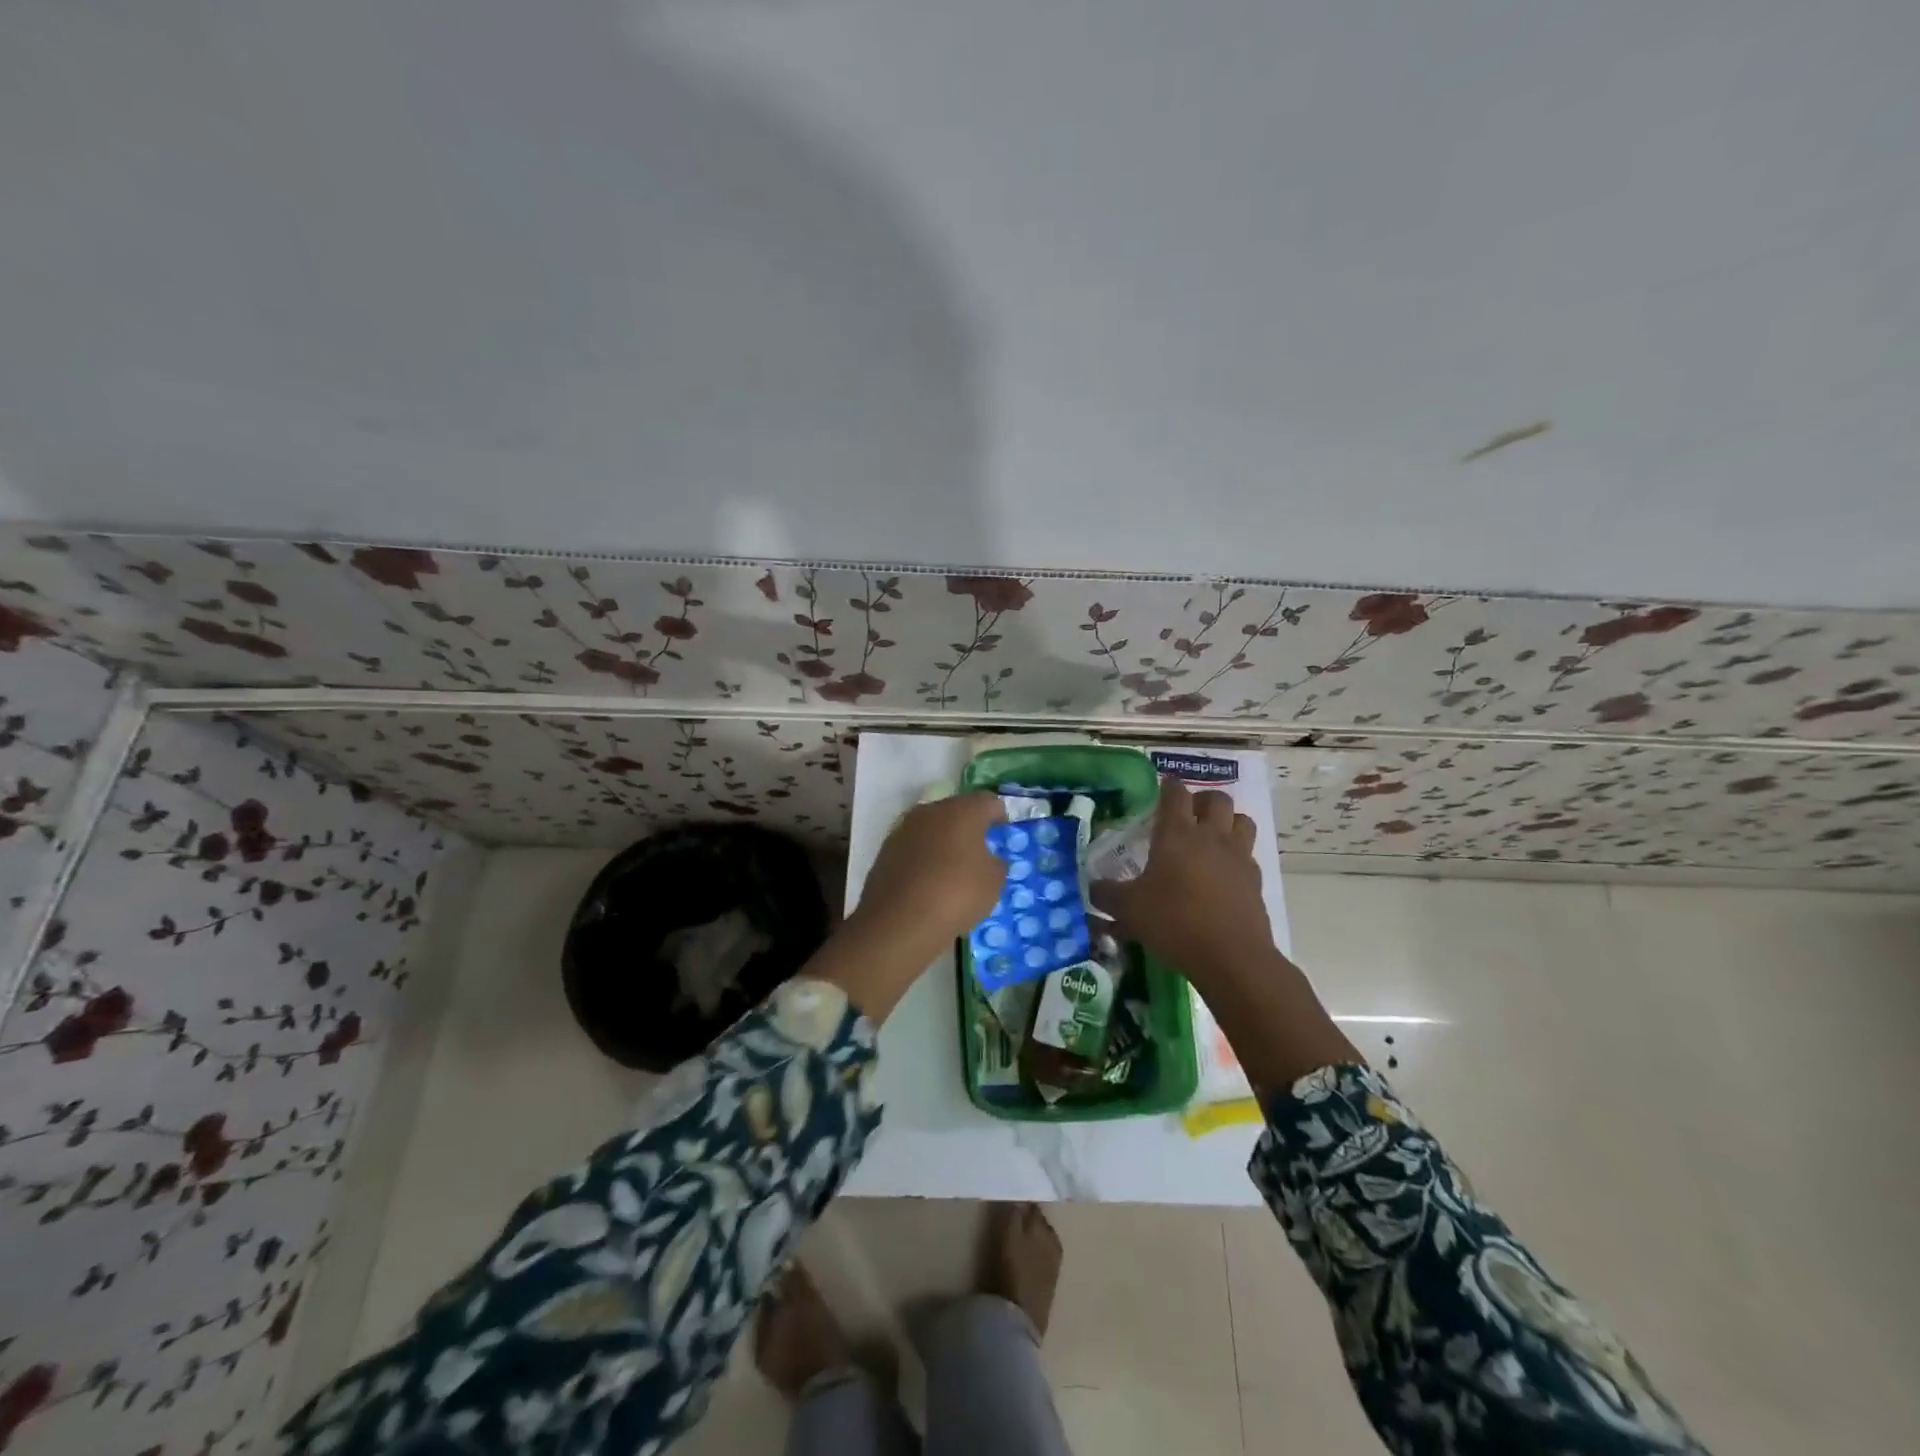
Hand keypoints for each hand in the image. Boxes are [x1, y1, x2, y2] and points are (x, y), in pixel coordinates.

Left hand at [808, 792, 1006, 1022]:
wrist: (899, 921)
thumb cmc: (957, 894)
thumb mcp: (993, 883)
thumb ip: (996, 865)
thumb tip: (989, 859)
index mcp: (962, 810)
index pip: (987, 802)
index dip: (998, 815)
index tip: (1003, 830)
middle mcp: (931, 811)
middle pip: (956, 811)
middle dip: (969, 827)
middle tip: (980, 849)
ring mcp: (904, 829)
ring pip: (932, 829)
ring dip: (944, 842)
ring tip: (954, 868)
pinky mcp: (886, 851)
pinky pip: (914, 848)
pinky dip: (925, 859)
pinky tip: (930, 882)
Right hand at [1093, 777, 1359, 1089]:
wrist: (1231, 957)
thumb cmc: (1173, 922)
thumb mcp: (1128, 910)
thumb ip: (1107, 895)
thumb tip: (1093, 888)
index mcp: (1177, 834)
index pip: (1175, 793)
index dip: (1168, 786)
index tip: (1162, 788)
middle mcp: (1211, 837)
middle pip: (1217, 799)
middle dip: (1202, 800)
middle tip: (1187, 815)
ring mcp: (1238, 858)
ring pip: (1242, 821)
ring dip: (1228, 822)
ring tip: (1212, 838)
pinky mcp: (1255, 882)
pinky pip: (1248, 856)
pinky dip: (1237, 857)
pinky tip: (1223, 875)